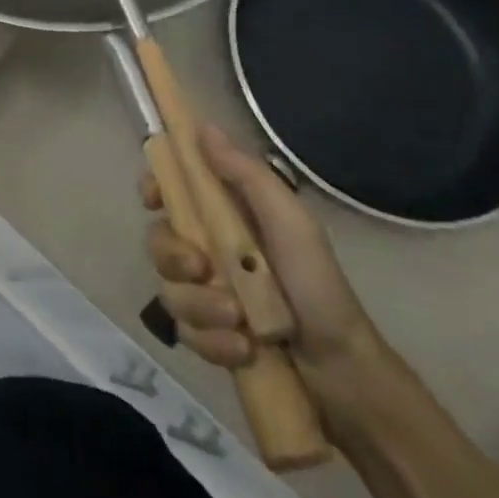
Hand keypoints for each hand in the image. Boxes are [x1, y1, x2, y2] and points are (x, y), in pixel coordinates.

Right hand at [143, 126, 377, 383]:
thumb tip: (202, 126)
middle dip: (174, 258)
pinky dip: (212, 342)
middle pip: (158, 241)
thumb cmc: (318, 283)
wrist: (344, 371)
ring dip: (201, 307)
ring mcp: (205, 293)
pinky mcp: (208, 336)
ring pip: (170, 290)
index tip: (154, 199)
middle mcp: (207, 249)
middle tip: (202, 269)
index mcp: (223, 215)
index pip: (170, 189)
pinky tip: (242, 350)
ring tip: (239, 322)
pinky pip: (186, 332)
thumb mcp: (289, 221)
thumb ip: (246, 174)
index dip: (154, 188)